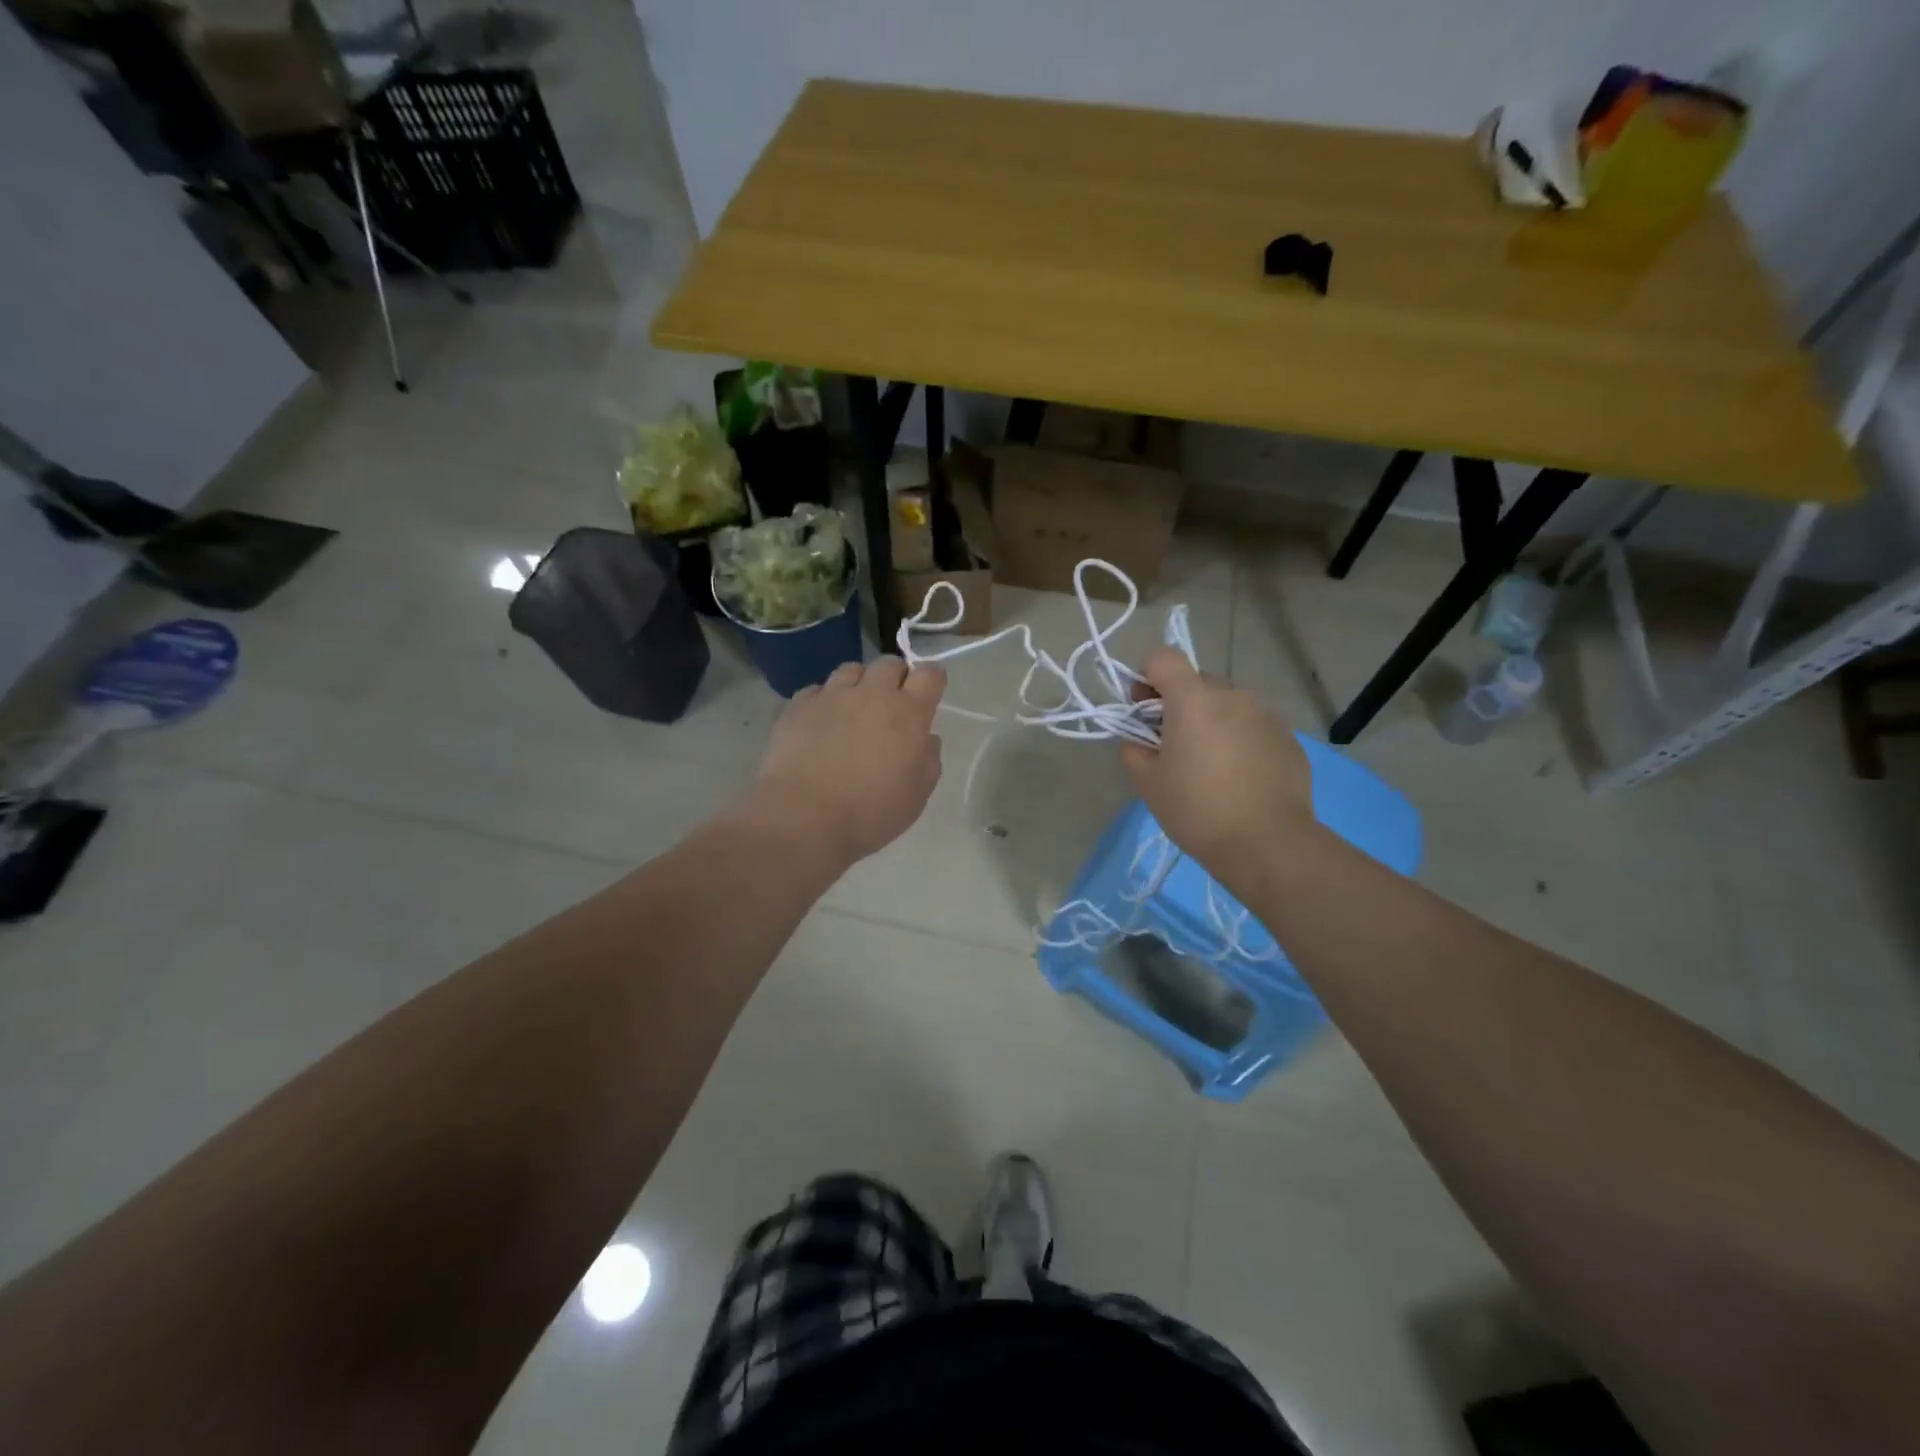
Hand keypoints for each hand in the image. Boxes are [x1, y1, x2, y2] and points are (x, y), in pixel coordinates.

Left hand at [753, 656, 945, 867]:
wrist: (803, 818)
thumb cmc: (870, 812)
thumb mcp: (917, 795)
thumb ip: (928, 759)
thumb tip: (925, 738)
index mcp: (908, 713)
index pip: (930, 674)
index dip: (931, 680)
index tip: (928, 695)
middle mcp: (872, 694)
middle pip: (889, 663)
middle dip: (895, 678)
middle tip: (890, 706)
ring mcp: (831, 695)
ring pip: (851, 670)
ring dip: (858, 685)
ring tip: (852, 710)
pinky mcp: (798, 705)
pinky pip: (817, 690)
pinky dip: (823, 701)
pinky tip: (819, 724)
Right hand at [1120, 648, 1316, 876]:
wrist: (1268, 844)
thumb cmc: (1197, 810)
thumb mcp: (1147, 783)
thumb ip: (1133, 748)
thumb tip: (1139, 738)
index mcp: (1193, 699)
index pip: (1162, 657)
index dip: (1145, 677)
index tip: (1142, 711)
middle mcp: (1233, 695)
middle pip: (1196, 681)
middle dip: (1178, 704)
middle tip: (1171, 745)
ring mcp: (1266, 715)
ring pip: (1227, 705)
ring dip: (1211, 722)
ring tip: (1209, 766)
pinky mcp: (1288, 739)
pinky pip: (1253, 727)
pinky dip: (1239, 740)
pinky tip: (1238, 779)